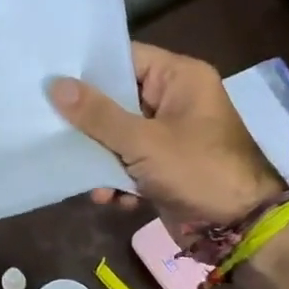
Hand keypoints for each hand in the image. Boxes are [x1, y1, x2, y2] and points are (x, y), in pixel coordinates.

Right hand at [48, 43, 284, 236]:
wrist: (240, 230)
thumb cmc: (198, 171)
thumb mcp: (143, 141)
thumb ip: (97, 114)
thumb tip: (54, 84)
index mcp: (180, 78)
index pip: (125, 58)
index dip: (88, 68)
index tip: (50, 76)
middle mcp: (175, 100)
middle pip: (117, 97)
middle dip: (87, 119)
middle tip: (48, 122)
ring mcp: (170, 135)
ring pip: (119, 133)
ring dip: (100, 155)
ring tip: (81, 172)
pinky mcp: (164, 165)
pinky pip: (129, 161)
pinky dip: (117, 177)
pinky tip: (108, 197)